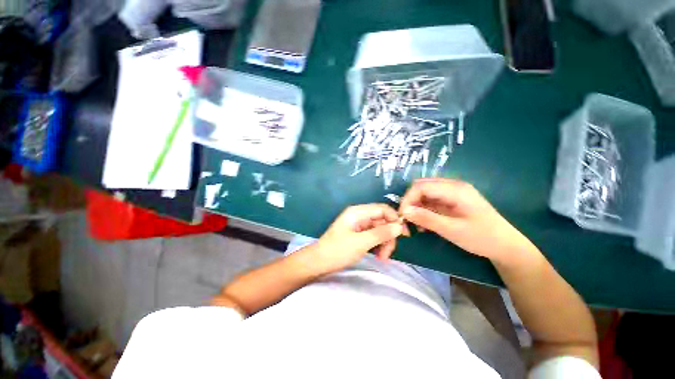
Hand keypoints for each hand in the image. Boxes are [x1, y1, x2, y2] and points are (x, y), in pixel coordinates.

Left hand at [313, 204, 408, 273]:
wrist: (318, 262)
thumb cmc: (337, 251)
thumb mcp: (361, 242)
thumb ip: (381, 233)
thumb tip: (399, 226)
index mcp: (358, 212)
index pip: (382, 209)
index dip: (395, 219)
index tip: (404, 234)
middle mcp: (359, 215)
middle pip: (382, 220)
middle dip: (388, 236)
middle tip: (389, 253)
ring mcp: (358, 225)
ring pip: (379, 230)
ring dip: (384, 242)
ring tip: (382, 258)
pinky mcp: (358, 234)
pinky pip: (373, 236)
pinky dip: (378, 245)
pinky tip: (378, 256)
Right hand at [399, 179, 534, 261]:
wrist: (506, 246)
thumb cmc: (482, 238)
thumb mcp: (452, 230)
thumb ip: (427, 219)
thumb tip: (404, 211)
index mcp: (455, 189)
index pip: (421, 186)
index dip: (408, 199)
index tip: (402, 215)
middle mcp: (452, 186)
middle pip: (422, 186)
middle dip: (410, 201)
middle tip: (406, 219)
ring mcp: (452, 193)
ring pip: (425, 193)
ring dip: (416, 206)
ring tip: (414, 223)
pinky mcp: (452, 201)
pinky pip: (431, 201)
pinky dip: (423, 210)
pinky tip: (424, 223)